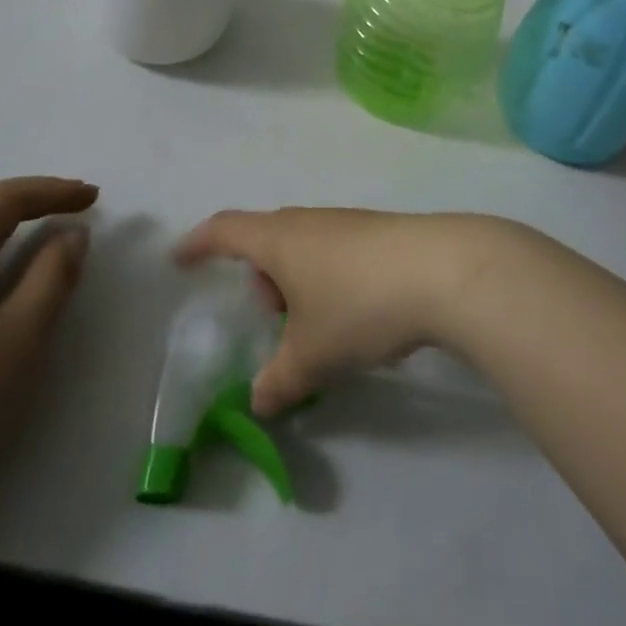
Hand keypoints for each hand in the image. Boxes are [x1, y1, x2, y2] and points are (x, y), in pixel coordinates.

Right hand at [174, 208, 539, 414]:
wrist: (446, 271)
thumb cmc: (360, 304)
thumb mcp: (312, 355)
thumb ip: (279, 382)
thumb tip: (260, 403)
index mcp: (280, 239)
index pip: (225, 230)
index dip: (198, 244)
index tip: (179, 258)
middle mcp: (311, 222)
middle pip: (269, 240)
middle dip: (261, 277)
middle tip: (270, 317)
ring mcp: (350, 224)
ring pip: (307, 248)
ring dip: (300, 282)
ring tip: (316, 327)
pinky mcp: (384, 234)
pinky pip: (339, 254)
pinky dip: (332, 281)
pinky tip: (358, 318)